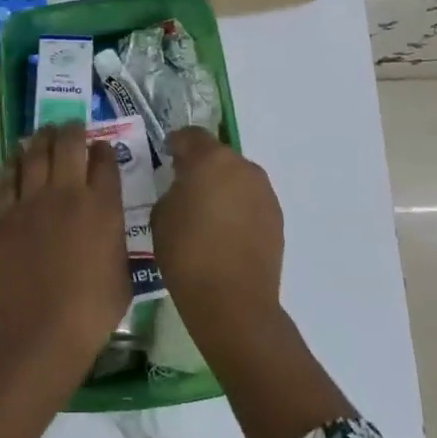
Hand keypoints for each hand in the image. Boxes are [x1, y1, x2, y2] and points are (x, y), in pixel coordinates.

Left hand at [0, 125, 128, 437]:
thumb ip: (116, 241)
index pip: (104, 161)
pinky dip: (14, 162)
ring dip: (42, 138)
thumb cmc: (89, 312)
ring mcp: (31, 202)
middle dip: (73, 130)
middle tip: (72, 127)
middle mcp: (67, 194)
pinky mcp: (3, 215)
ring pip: (35, 153)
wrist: (36, 331)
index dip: (103, 150)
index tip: (101, 149)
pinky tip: (17, 157)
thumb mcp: (122, 274)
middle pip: (69, 145)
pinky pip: (7, 178)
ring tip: (45, 132)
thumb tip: (109, 227)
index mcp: (102, 207)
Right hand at [153, 129, 352, 437]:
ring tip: (206, 214)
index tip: (166, 158)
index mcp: (210, 159)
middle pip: (217, 155)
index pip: (190, 135)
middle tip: (184, 189)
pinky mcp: (276, 217)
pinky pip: (250, 200)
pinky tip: (225, 233)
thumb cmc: (187, 254)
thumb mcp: (160, 216)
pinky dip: (237, 208)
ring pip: (236, 178)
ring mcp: (264, 192)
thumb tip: (183, 188)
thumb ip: (172, 190)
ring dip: (222, 187)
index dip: (176, 144)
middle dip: (201, 166)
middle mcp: (242, 167)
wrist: (233, 302)